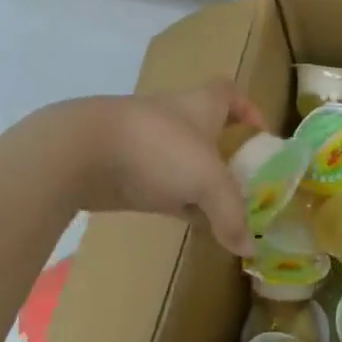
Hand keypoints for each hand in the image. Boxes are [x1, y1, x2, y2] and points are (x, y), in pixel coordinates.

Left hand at [50, 81, 263, 256]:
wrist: (81, 152)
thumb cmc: (157, 149)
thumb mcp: (207, 181)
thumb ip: (231, 214)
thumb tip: (248, 248)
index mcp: (200, 106)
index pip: (229, 93)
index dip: (249, 109)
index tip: (261, 135)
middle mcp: (176, 120)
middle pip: (208, 131)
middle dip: (227, 155)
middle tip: (247, 184)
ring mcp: (148, 144)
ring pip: (183, 162)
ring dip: (200, 182)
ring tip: (222, 210)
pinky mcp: (126, 170)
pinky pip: (160, 185)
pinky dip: (174, 200)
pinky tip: (186, 221)